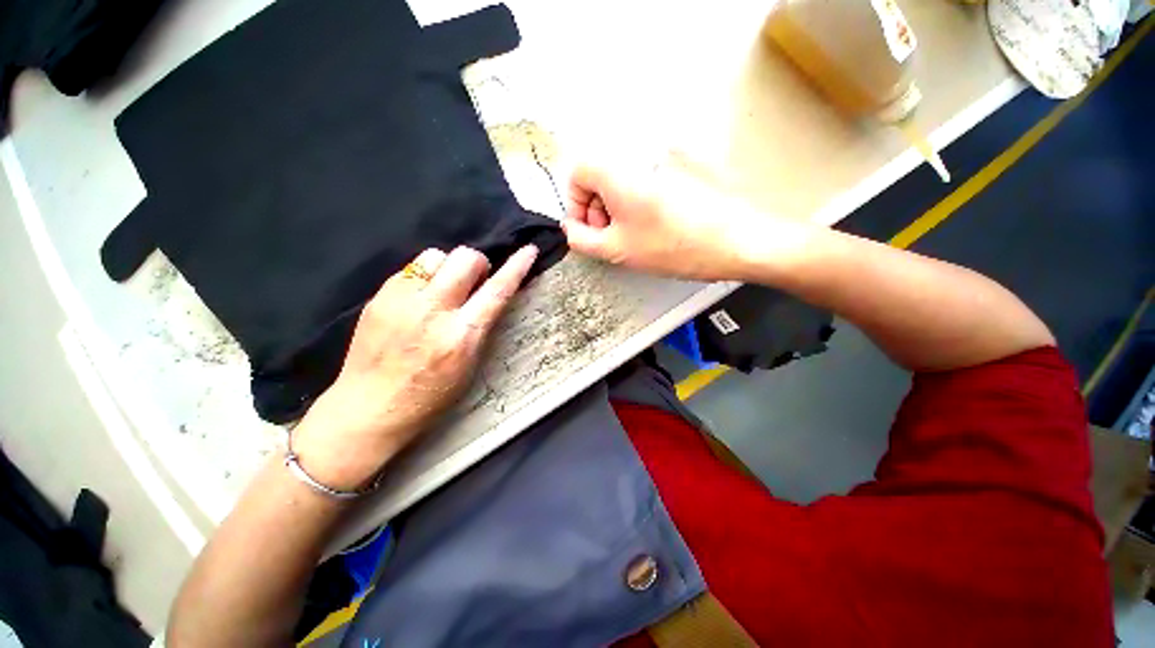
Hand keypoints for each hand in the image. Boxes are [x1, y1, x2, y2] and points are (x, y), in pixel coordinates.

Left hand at [291, 245, 537, 489]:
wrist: (369, 407)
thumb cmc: (429, 396)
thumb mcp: (469, 365)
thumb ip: (481, 326)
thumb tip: (490, 295)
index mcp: (460, 336)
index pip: (496, 291)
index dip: (516, 268)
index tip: (528, 251)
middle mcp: (432, 311)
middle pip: (465, 258)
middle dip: (478, 264)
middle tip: (475, 281)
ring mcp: (401, 300)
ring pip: (436, 254)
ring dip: (449, 266)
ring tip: (445, 286)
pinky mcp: (379, 296)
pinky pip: (412, 267)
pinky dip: (426, 275)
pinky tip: (421, 295)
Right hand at [562, 156, 811, 280]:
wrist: (737, 240)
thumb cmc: (673, 246)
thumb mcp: (617, 249)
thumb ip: (582, 239)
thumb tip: (570, 227)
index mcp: (618, 171)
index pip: (578, 171)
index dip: (577, 203)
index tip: (591, 229)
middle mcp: (639, 154)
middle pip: (600, 174)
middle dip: (597, 208)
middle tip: (613, 237)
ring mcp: (664, 157)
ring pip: (623, 179)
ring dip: (618, 207)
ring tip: (635, 235)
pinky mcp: (683, 165)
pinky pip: (646, 180)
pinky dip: (640, 202)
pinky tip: (656, 225)